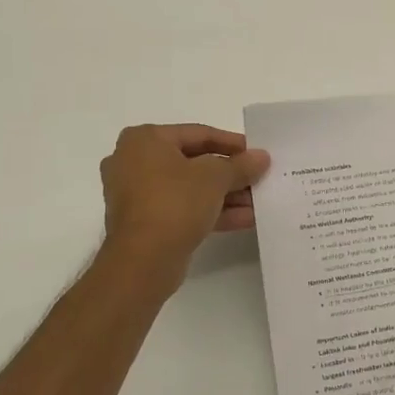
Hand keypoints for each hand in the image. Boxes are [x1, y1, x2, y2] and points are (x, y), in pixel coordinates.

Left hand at [98, 124, 269, 289]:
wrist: (143, 261)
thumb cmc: (174, 202)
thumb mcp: (215, 177)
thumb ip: (241, 165)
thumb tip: (261, 157)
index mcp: (145, 140)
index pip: (198, 134)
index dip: (233, 143)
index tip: (258, 153)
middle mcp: (134, 162)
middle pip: (194, 162)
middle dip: (230, 173)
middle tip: (258, 178)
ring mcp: (136, 194)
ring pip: (189, 188)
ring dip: (225, 195)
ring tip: (257, 202)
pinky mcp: (144, 222)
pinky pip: (182, 209)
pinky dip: (210, 211)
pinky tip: (245, 219)